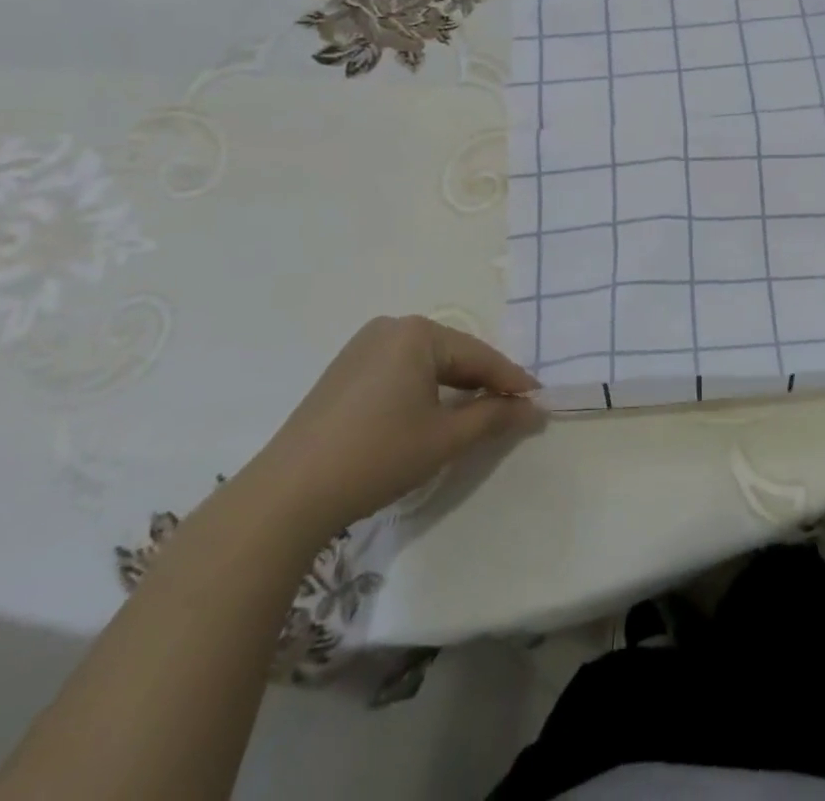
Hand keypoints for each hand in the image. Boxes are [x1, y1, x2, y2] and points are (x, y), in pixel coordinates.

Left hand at [251, 315, 543, 534]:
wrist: (285, 496)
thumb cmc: (376, 457)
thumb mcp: (445, 438)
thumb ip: (495, 417)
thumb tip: (535, 409)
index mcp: (417, 333)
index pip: (479, 356)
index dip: (512, 380)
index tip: (538, 400)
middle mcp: (390, 327)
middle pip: (453, 354)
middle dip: (483, 382)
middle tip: (512, 408)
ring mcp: (362, 346)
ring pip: (426, 362)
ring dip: (454, 386)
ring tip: (477, 413)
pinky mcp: (343, 370)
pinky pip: (400, 370)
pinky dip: (423, 389)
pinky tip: (431, 413)